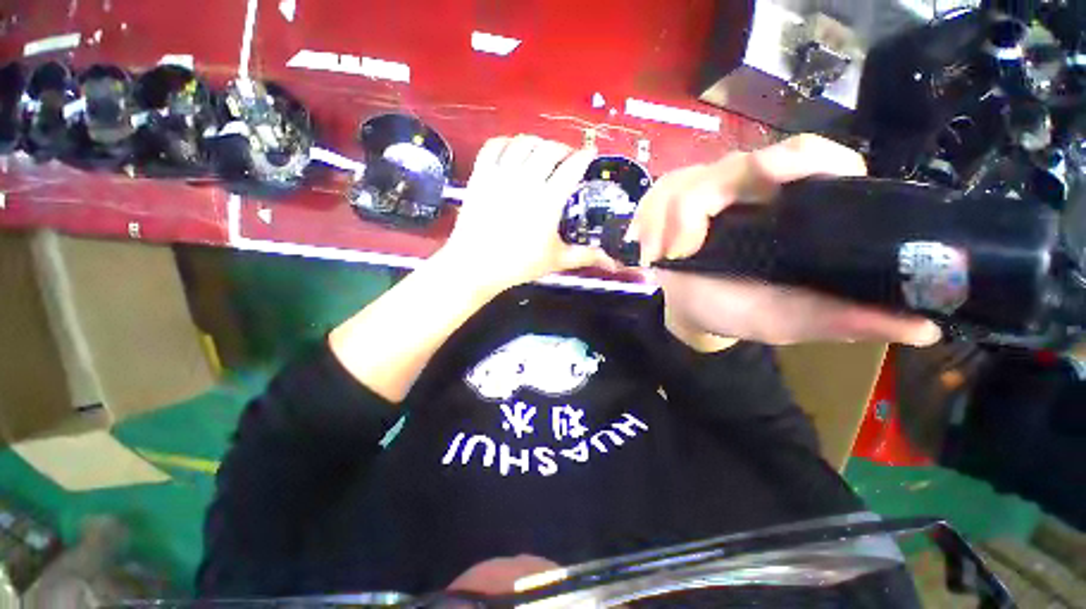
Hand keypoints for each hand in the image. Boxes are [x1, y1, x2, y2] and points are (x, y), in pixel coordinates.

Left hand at [438, 135, 617, 292]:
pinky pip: (494, 145)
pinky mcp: (480, 175)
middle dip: (563, 148)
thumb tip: (612, 263)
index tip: (590, 153)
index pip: (572, 168)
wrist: (476, 265)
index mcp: (548, 201)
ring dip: (538, 143)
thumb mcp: (556, 260)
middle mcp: (526, 181)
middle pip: (550, 149)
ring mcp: (501, 175)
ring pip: (524, 143)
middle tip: (567, 158)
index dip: (585, 156)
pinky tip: (513, 150)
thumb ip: (585, 256)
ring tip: (542, 153)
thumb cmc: (518, 265)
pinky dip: (506, 142)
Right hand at [627, 134, 941, 347]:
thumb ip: (848, 319)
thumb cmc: (743, 311)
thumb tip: (925, 326)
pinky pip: (657, 194)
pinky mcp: (675, 202)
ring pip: (687, 180)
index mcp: (796, 207)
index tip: (767, 187)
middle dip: (702, 198)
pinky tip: (647, 244)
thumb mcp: (795, 320)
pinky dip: (647, 216)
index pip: (810, 156)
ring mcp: (709, 192)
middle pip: (733, 164)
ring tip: (661, 254)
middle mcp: (753, 189)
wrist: (698, 314)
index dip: (798, 161)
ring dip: (668, 215)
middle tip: (684, 245)